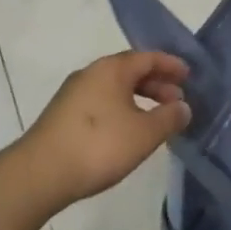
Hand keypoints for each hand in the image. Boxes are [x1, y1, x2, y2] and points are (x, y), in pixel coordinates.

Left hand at [19, 51, 190, 209]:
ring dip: (139, 99)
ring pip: (115, 88)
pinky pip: (102, 102)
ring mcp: (74, 93)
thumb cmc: (99, 145)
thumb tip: (183, 106)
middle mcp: (91, 73)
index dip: (170, 65)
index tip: (188, 75)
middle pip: (130, 71)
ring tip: (156, 119)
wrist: (41, 172)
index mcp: (111, 68)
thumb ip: (168, 118)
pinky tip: (127, 132)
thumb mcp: (143, 133)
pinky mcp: (64, 114)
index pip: (147, 57)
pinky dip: (121, 109)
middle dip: (156, 84)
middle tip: (177, 100)